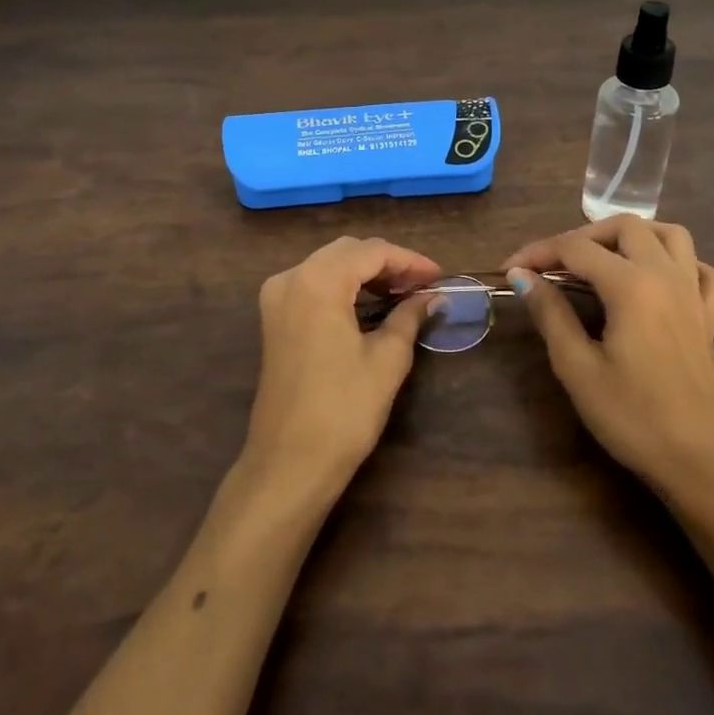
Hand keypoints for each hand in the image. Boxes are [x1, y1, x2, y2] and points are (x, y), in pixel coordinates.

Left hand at [243, 235, 441, 502]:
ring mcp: (277, 297)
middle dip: (387, 263)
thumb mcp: (386, 359)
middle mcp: (291, 278)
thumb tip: (432, 296)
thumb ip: (409, 316)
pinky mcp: (274, 318)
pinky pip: (313, 284)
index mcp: (318, 281)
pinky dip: (344, 287)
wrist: (290, 462)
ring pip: (329, 265)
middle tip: (423, 285)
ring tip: (403, 294)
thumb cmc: (344, 410)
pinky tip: (371, 304)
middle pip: (347, 252)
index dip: (409, 260)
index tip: (439, 276)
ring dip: (366, 273)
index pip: (371, 252)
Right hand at [502, 217, 713, 497]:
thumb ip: (550, 314)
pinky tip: (660, 281)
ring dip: (634, 236)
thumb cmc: (631, 417)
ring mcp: (694, 294)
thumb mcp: (577, 367)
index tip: (509, 270)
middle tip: (554, 265)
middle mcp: (666, 276)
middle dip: (583, 236)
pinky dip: (681, 263)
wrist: (698, 462)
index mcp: (631, 285)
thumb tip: (523, 276)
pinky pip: (703, 271)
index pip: (575, 248)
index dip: (537, 252)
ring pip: (671, 235)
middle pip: (625, 226)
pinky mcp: (709, 317)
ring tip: (604, 259)